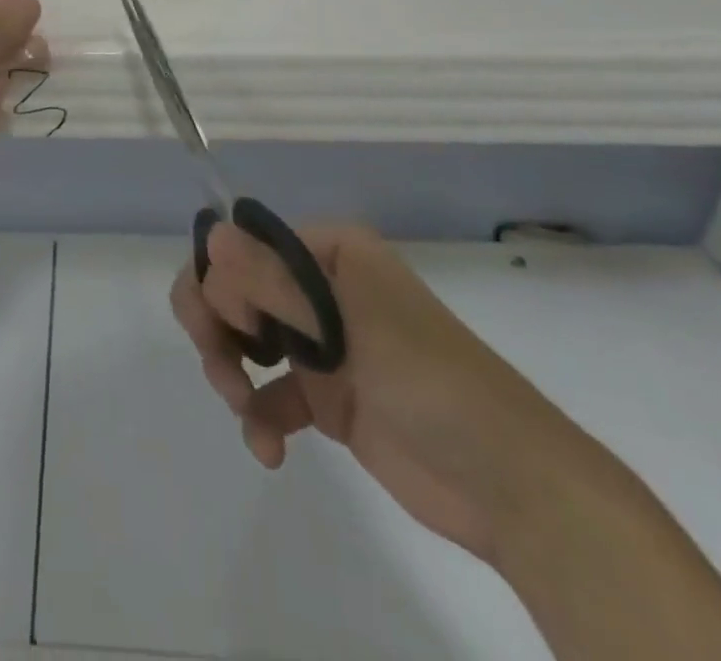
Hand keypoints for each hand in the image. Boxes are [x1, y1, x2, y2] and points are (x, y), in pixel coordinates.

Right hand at [172, 222, 607, 564]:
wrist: (510, 487)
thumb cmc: (430, 382)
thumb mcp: (351, 326)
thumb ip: (275, 283)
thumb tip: (211, 233)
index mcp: (331, 253)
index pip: (247, 246)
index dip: (224, 281)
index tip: (234, 325)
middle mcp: (319, 288)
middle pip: (236, 290)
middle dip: (216, 326)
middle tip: (223, 368)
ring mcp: (321, 343)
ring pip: (243, 339)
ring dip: (230, 372)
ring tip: (244, 410)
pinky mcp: (324, 397)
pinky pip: (268, 394)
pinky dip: (258, 418)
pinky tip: (269, 448)